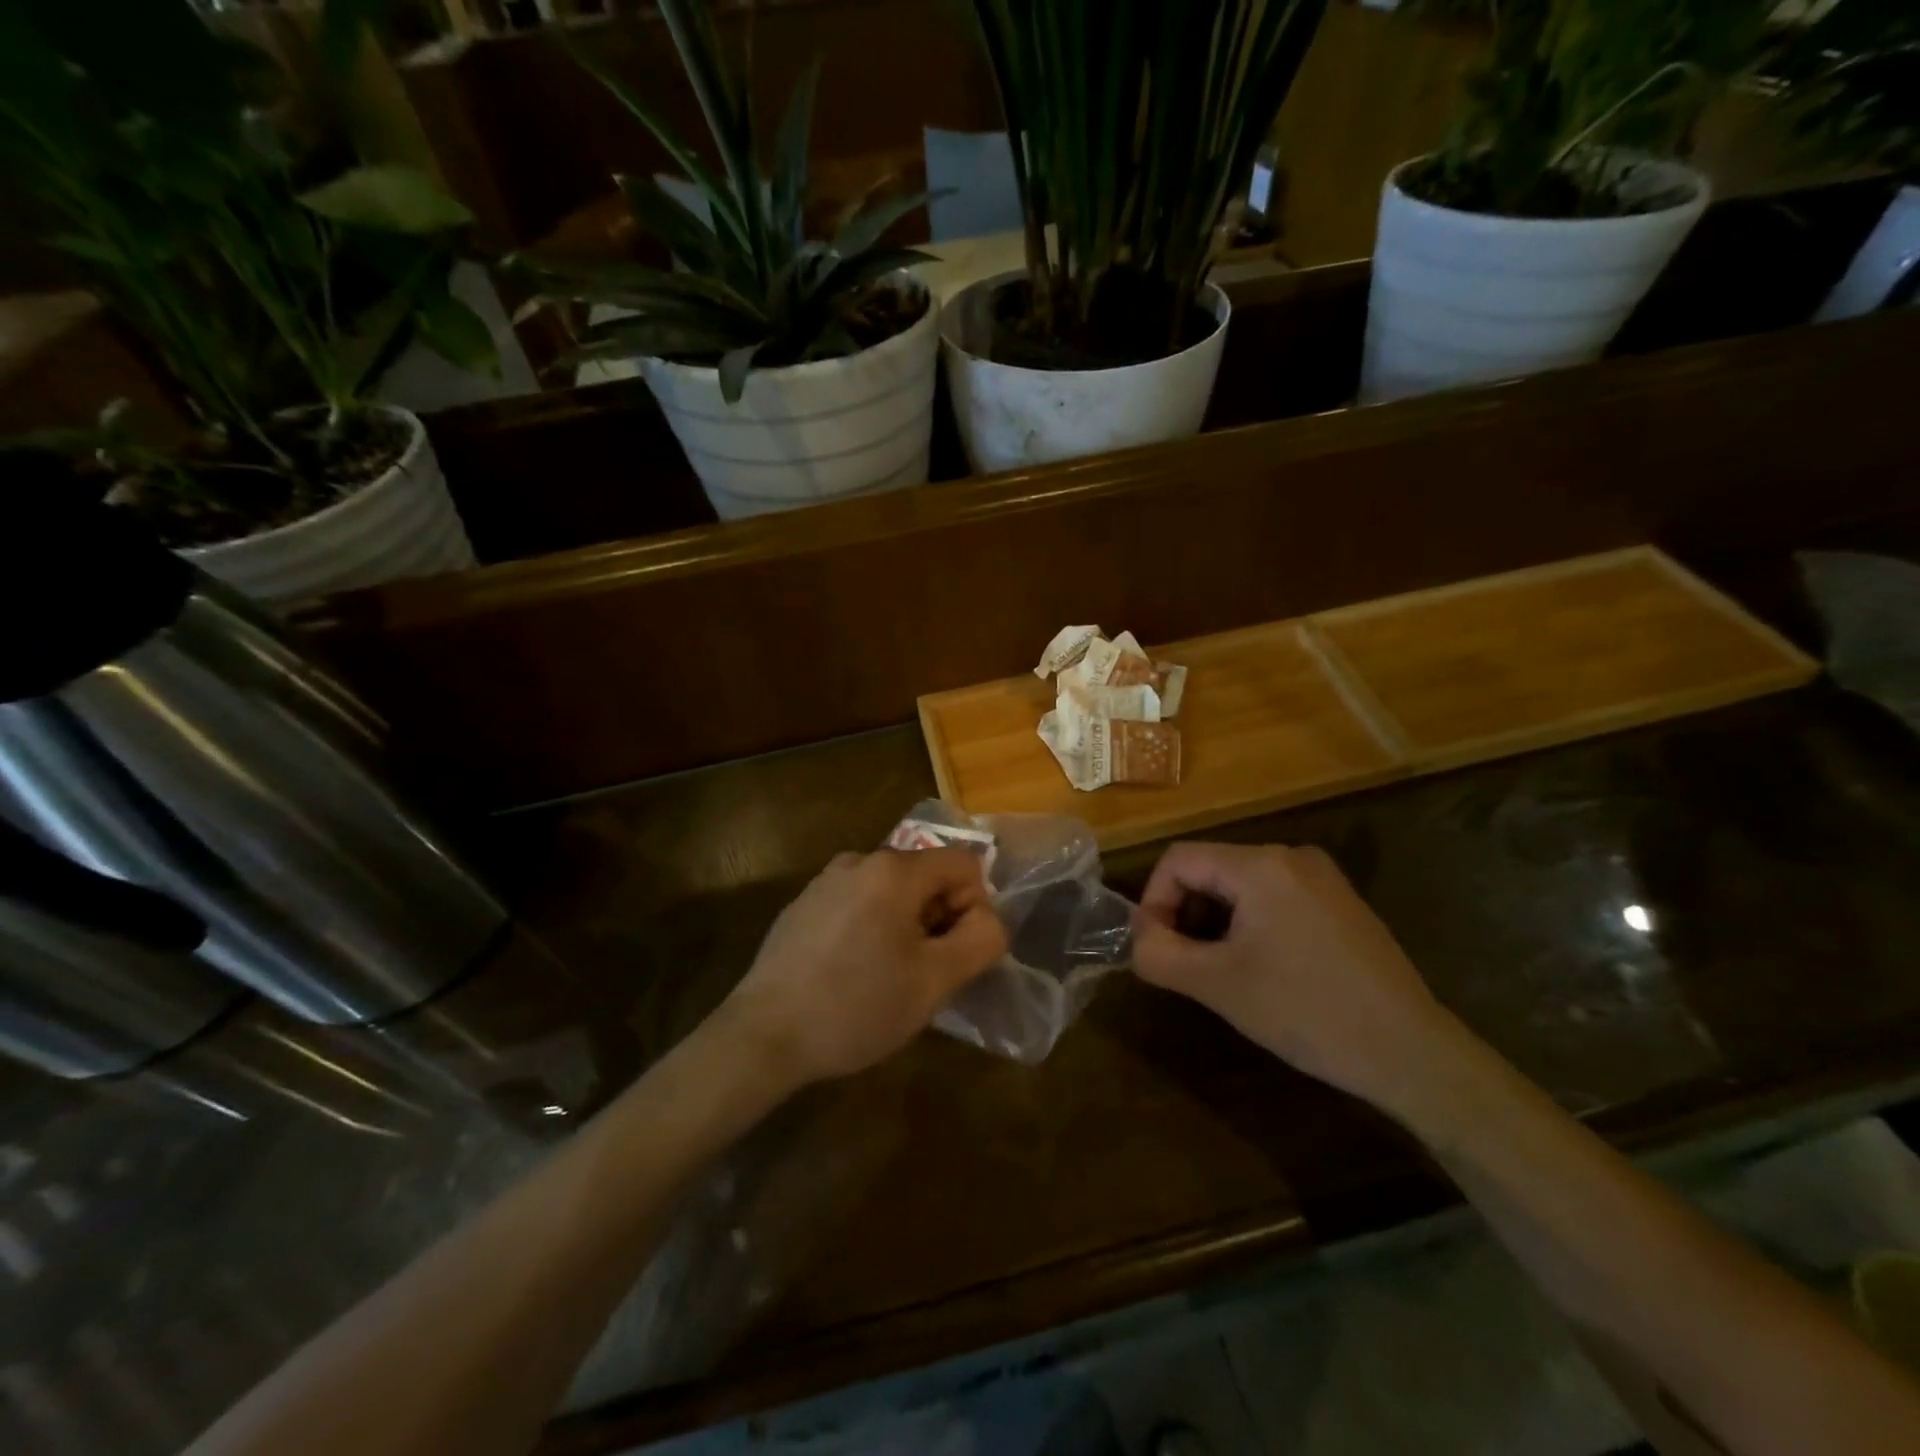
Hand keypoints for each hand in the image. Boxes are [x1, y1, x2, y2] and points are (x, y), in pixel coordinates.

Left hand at [718, 848, 1007, 1087]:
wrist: (763, 1036)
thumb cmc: (856, 1007)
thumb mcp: (934, 982)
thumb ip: (980, 941)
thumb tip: (987, 920)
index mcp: (894, 870)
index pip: (965, 864)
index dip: (974, 907)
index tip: (953, 954)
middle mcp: (859, 860)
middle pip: (926, 876)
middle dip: (938, 919)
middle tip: (923, 973)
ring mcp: (826, 881)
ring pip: (892, 892)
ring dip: (906, 926)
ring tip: (887, 977)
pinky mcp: (803, 904)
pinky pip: (858, 903)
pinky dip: (871, 928)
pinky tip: (851, 973)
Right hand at [1132, 842, 1465, 1116]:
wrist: (1410, 1052)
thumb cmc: (1306, 1011)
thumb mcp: (1217, 985)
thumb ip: (1159, 954)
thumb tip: (1135, 937)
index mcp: (1260, 865)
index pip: (1179, 860)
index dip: (1153, 900)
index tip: (1154, 948)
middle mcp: (1291, 856)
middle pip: (1210, 868)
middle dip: (1184, 912)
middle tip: (1183, 963)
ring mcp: (1322, 877)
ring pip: (1240, 884)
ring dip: (1214, 920)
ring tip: (1219, 969)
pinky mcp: (1340, 902)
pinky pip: (1274, 896)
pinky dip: (1249, 923)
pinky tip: (1260, 967)